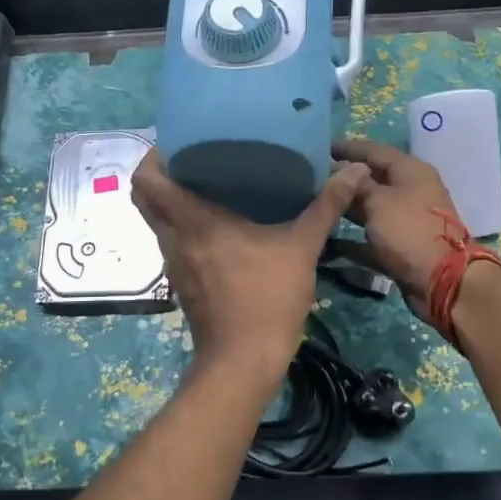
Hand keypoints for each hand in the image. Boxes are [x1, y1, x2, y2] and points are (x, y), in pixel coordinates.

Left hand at [132, 151, 368, 375]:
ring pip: (156, 220)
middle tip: (191, 155)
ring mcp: (173, 262)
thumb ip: (326, 206)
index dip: (152, 154)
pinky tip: (216, 224)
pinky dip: (182, 225)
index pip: (145, 179)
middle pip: (144, 196)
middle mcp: (172, 237)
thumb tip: (356, 170)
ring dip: (170, 200)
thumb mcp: (302, 247)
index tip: (176, 138)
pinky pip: (172, 241)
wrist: (243, 361)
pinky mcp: (181, 281)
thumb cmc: (267, 298)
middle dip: (159, 172)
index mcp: (192, 220)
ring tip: (205, 181)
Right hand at [330, 139, 467, 320]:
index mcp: (411, 170)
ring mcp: (408, 217)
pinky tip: (330, 233)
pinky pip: (373, 231)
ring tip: (318, 202)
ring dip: (348, 204)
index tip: (321, 148)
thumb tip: (342, 169)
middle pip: (373, 177)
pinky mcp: (403, 242)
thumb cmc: (408, 231)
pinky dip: (354, 233)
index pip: (374, 150)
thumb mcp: (378, 201)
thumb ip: (357, 184)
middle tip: (314, 177)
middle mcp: (412, 189)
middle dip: (345, 177)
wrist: (440, 280)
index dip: (347, 148)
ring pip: (372, 204)